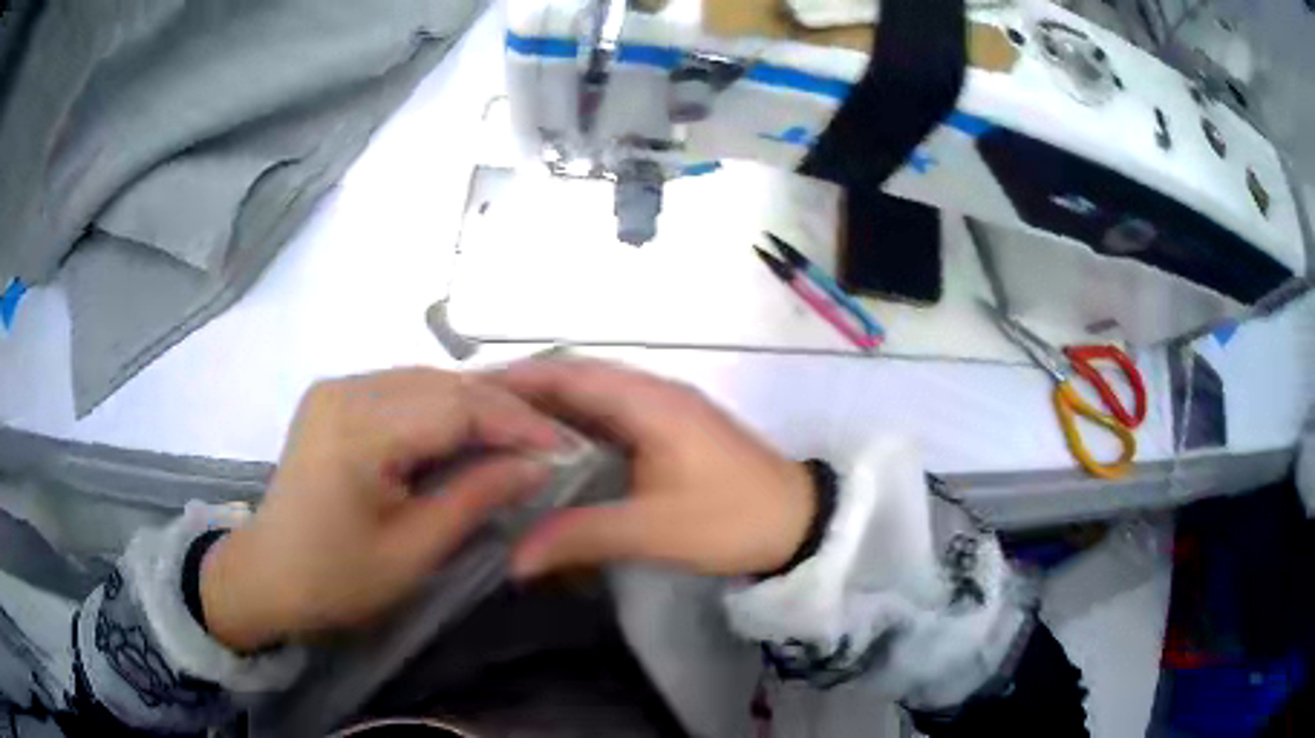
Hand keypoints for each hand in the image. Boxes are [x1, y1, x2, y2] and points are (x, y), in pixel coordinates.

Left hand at [201, 368, 563, 651]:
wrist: (269, 575)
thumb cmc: (337, 578)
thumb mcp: (414, 551)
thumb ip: (477, 497)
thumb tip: (539, 465)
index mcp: (357, 429)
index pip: (455, 406)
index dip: (518, 422)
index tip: (566, 447)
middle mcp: (345, 389)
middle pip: (442, 384)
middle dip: (503, 410)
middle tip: (551, 441)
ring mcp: (336, 388)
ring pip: (425, 381)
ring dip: (475, 407)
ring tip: (520, 436)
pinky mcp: (334, 398)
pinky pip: (402, 391)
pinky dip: (443, 409)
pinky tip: (468, 432)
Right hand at [490, 358, 814, 578]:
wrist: (798, 523)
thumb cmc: (730, 519)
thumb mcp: (653, 531)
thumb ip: (580, 536)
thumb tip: (513, 558)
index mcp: (647, 401)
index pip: (567, 374)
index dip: (516, 379)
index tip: (467, 394)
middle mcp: (652, 392)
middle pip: (576, 378)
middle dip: (524, 392)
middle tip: (472, 415)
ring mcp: (663, 408)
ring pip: (593, 397)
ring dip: (549, 408)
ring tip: (498, 430)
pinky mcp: (670, 429)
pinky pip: (610, 416)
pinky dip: (576, 426)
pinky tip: (551, 450)